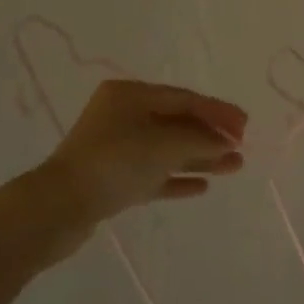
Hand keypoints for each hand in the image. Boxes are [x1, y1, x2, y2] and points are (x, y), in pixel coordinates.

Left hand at [43, 79, 247, 230]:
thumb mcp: (164, 144)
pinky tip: (202, 186)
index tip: (245, 126)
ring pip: (167, 150)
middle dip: (211, 135)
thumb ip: (200, 139)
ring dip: (200, 157)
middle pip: (177, 122)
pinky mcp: (113, 180)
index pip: (184, 97)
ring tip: (234, 167)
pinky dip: (177, 177)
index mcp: (130, 95)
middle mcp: (123, 116)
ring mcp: (116, 149)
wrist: (58, 208)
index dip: (217, 111)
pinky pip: (153, 174)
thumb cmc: (114, 162)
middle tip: (241, 148)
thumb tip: (226, 142)